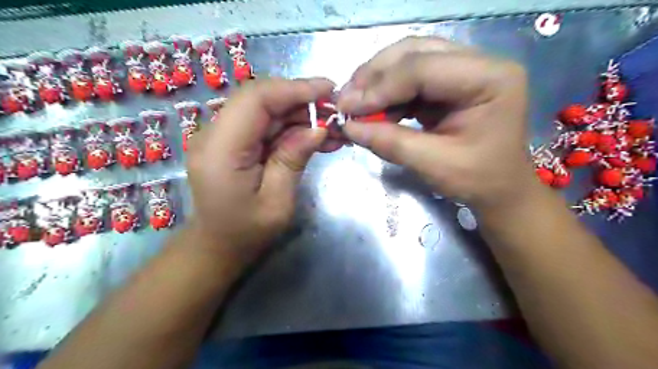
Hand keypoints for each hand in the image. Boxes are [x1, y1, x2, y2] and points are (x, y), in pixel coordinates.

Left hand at [185, 80, 333, 266]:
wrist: (217, 246)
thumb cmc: (246, 233)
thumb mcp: (277, 203)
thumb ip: (292, 160)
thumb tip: (318, 128)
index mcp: (221, 151)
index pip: (255, 100)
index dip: (293, 89)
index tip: (328, 90)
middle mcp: (215, 135)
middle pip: (260, 99)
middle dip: (301, 100)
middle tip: (335, 110)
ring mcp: (222, 136)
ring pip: (265, 110)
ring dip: (300, 114)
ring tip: (331, 127)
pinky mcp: (233, 142)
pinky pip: (264, 125)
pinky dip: (291, 127)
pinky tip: (315, 136)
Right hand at [336, 37, 536, 210]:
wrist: (499, 189)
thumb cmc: (478, 180)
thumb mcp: (434, 165)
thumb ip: (391, 142)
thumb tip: (348, 126)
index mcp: (489, 79)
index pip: (423, 68)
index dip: (381, 87)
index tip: (347, 108)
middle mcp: (479, 63)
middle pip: (415, 53)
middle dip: (375, 76)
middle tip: (346, 100)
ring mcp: (464, 69)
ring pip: (409, 60)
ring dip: (377, 81)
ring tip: (354, 104)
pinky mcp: (449, 83)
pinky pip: (410, 77)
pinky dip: (387, 92)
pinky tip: (372, 108)